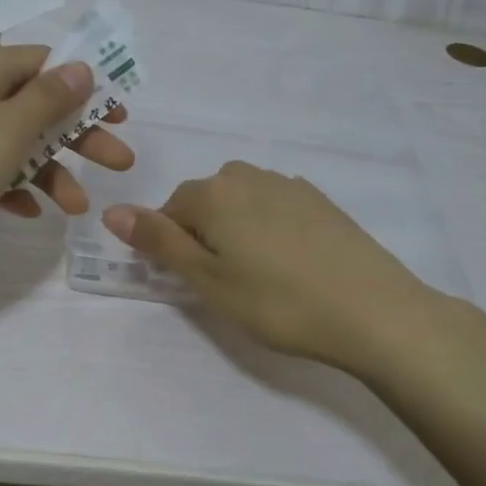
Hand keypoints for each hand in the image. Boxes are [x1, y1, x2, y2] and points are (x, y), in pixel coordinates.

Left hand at [0, 40, 132, 261]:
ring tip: (76, 207)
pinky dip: (14, 186)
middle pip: (37, 105)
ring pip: (16, 142)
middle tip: (120, 164)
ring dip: (50, 171)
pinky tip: (30, 211)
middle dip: (79, 136)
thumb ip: (50, 97)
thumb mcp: (11, 128)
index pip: (47, 63)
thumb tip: (81, 66)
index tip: (119, 116)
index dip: (87, 88)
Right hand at [101, 161, 457, 372]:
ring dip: (237, 231)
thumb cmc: (277, 302)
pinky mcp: (321, 200)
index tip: (196, 283)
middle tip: (227, 283)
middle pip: (206, 202)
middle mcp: (248, 175)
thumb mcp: (207, 280)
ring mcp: (289, 184)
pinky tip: (292, 264)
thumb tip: (111, 210)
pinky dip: (270, 229)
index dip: (173, 248)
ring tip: (261, 275)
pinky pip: (275, 207)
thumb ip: (158, 242)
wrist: (373, 310)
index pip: (169, 211)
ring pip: (241, 202)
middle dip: (204, 235)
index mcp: (214, 192)